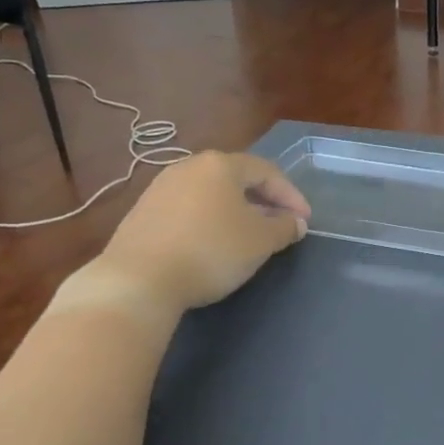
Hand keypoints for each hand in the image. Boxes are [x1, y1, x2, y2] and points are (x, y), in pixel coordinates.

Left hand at [96, 150, 309, 317]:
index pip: (267, 172)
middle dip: (264, 201)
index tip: (305, 221)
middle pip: (237, 179)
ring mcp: (161, 188)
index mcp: (220, 165)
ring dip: (237, 211)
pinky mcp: (143, 212)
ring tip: (250, 236)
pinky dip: (210, 220)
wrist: (138, 279)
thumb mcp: (261, 241)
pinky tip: (214, 244)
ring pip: (211, 193)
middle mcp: (189, 167)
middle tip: (281, 224)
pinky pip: (189, 209)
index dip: (291, 195)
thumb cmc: (211, 251)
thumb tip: (295, 222)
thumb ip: (284, 227)